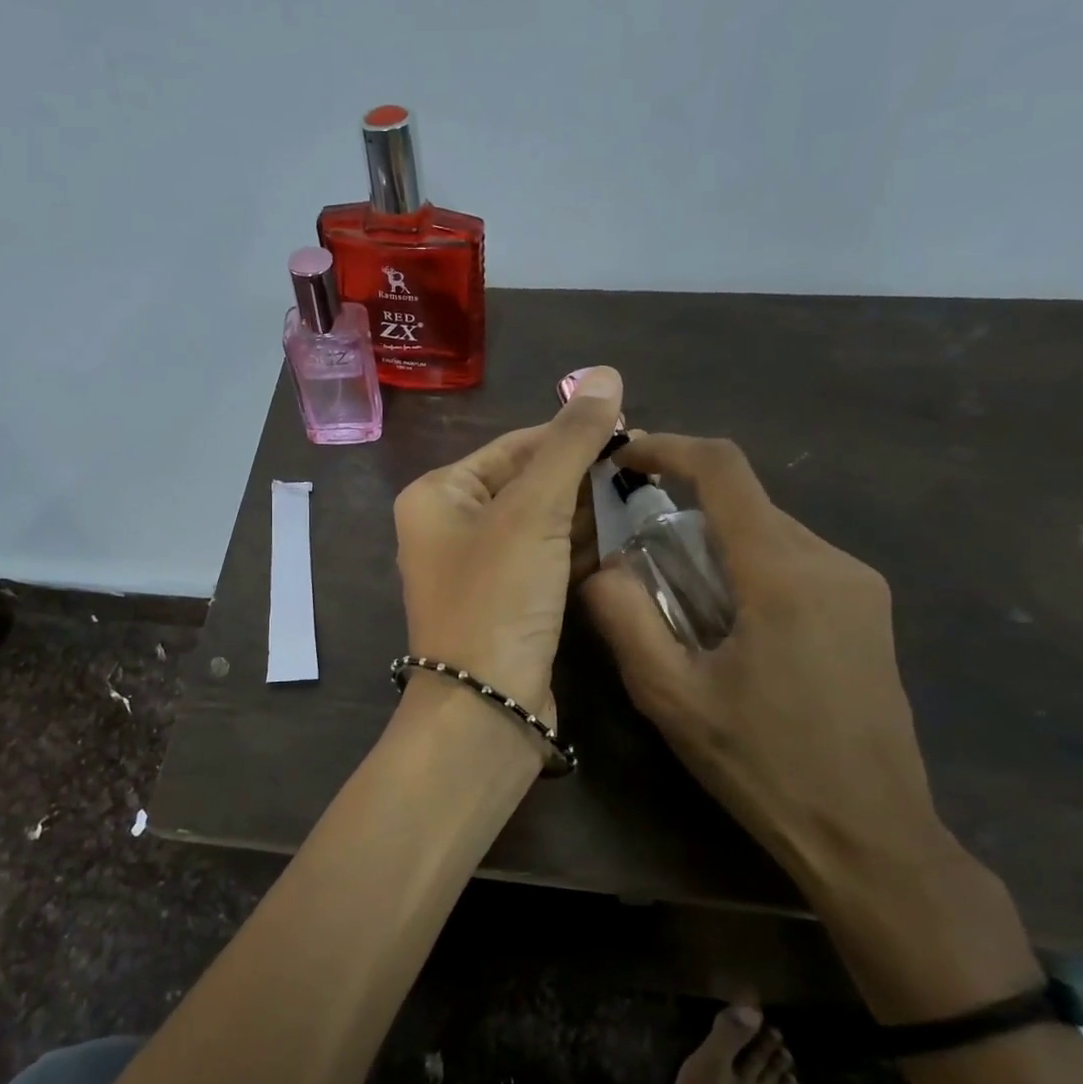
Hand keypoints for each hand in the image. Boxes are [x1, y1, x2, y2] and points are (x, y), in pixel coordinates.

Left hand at [394, 366, 624, 717]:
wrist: (485, 708)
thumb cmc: (497, 598)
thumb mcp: (533, 510)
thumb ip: (569, 442)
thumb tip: (606, 375)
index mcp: (438, 495)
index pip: (513, 446)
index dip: (570, 434)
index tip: (631, 428)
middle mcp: (450, 528)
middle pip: (527, 483)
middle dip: (582, 475)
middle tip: (644, 465)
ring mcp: (478, 569)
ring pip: (540, 524)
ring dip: (586, 510)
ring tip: (645, 493)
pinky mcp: (506, 604)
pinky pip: (545, 560)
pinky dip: (579, 548)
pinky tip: (624, 535)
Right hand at [580, 434, 941, 883]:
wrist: (870, 834)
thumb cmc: (762, 765)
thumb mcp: (670, 696)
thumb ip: (624, 618)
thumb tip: (602, 566)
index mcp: (782, 574)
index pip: (724, 470)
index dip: (669, 448)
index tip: (625, 456)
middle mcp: (830, 561)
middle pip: (745, 502)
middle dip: (683, 508)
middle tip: (633, 549)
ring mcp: (859, 585)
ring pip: (769, 531)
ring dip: (714, 542)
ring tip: (673, 596)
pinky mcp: (867, 610)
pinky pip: (794, 561)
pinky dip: (746, 566)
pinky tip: (725, 622)